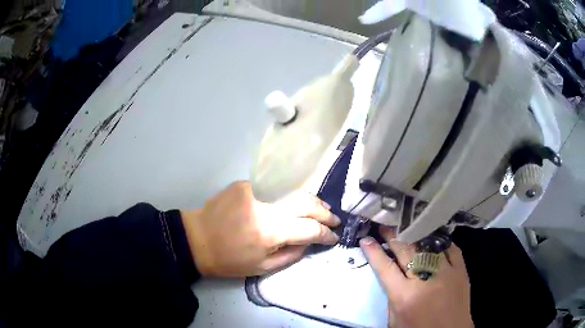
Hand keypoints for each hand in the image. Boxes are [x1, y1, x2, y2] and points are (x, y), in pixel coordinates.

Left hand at [181, 181, 339, 276]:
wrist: (198, 239)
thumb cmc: (229, 260)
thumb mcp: (263, 268)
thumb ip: (292, 254)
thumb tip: (311, 241)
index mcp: (269, 232)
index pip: (310, 229)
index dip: (326, 234)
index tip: (335, 238)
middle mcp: (266, 207)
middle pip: (306, 204)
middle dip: (325, 213)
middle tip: (335, 220)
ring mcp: (256, 191)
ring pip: (294, 191)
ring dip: (312, 201)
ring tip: (322, 210)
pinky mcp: (247, 184)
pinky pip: (277, 189)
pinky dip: (291, 196)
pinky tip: (297, 202)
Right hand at [360, 227, 472, 327]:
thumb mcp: (395, 320)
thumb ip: (392, 296)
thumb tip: (393, 274)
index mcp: (404, 296)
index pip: (385, 268)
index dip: (374, 252)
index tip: (366, 239)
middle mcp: (425, 280)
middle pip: (406, 251)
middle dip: (392, 236)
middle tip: (385, 225)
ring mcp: (446, 272)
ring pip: (428, 246)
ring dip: (415, 235)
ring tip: (406, 226)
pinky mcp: (461, 270)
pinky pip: (451, 248)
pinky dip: (440, 242)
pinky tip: (432, 237)